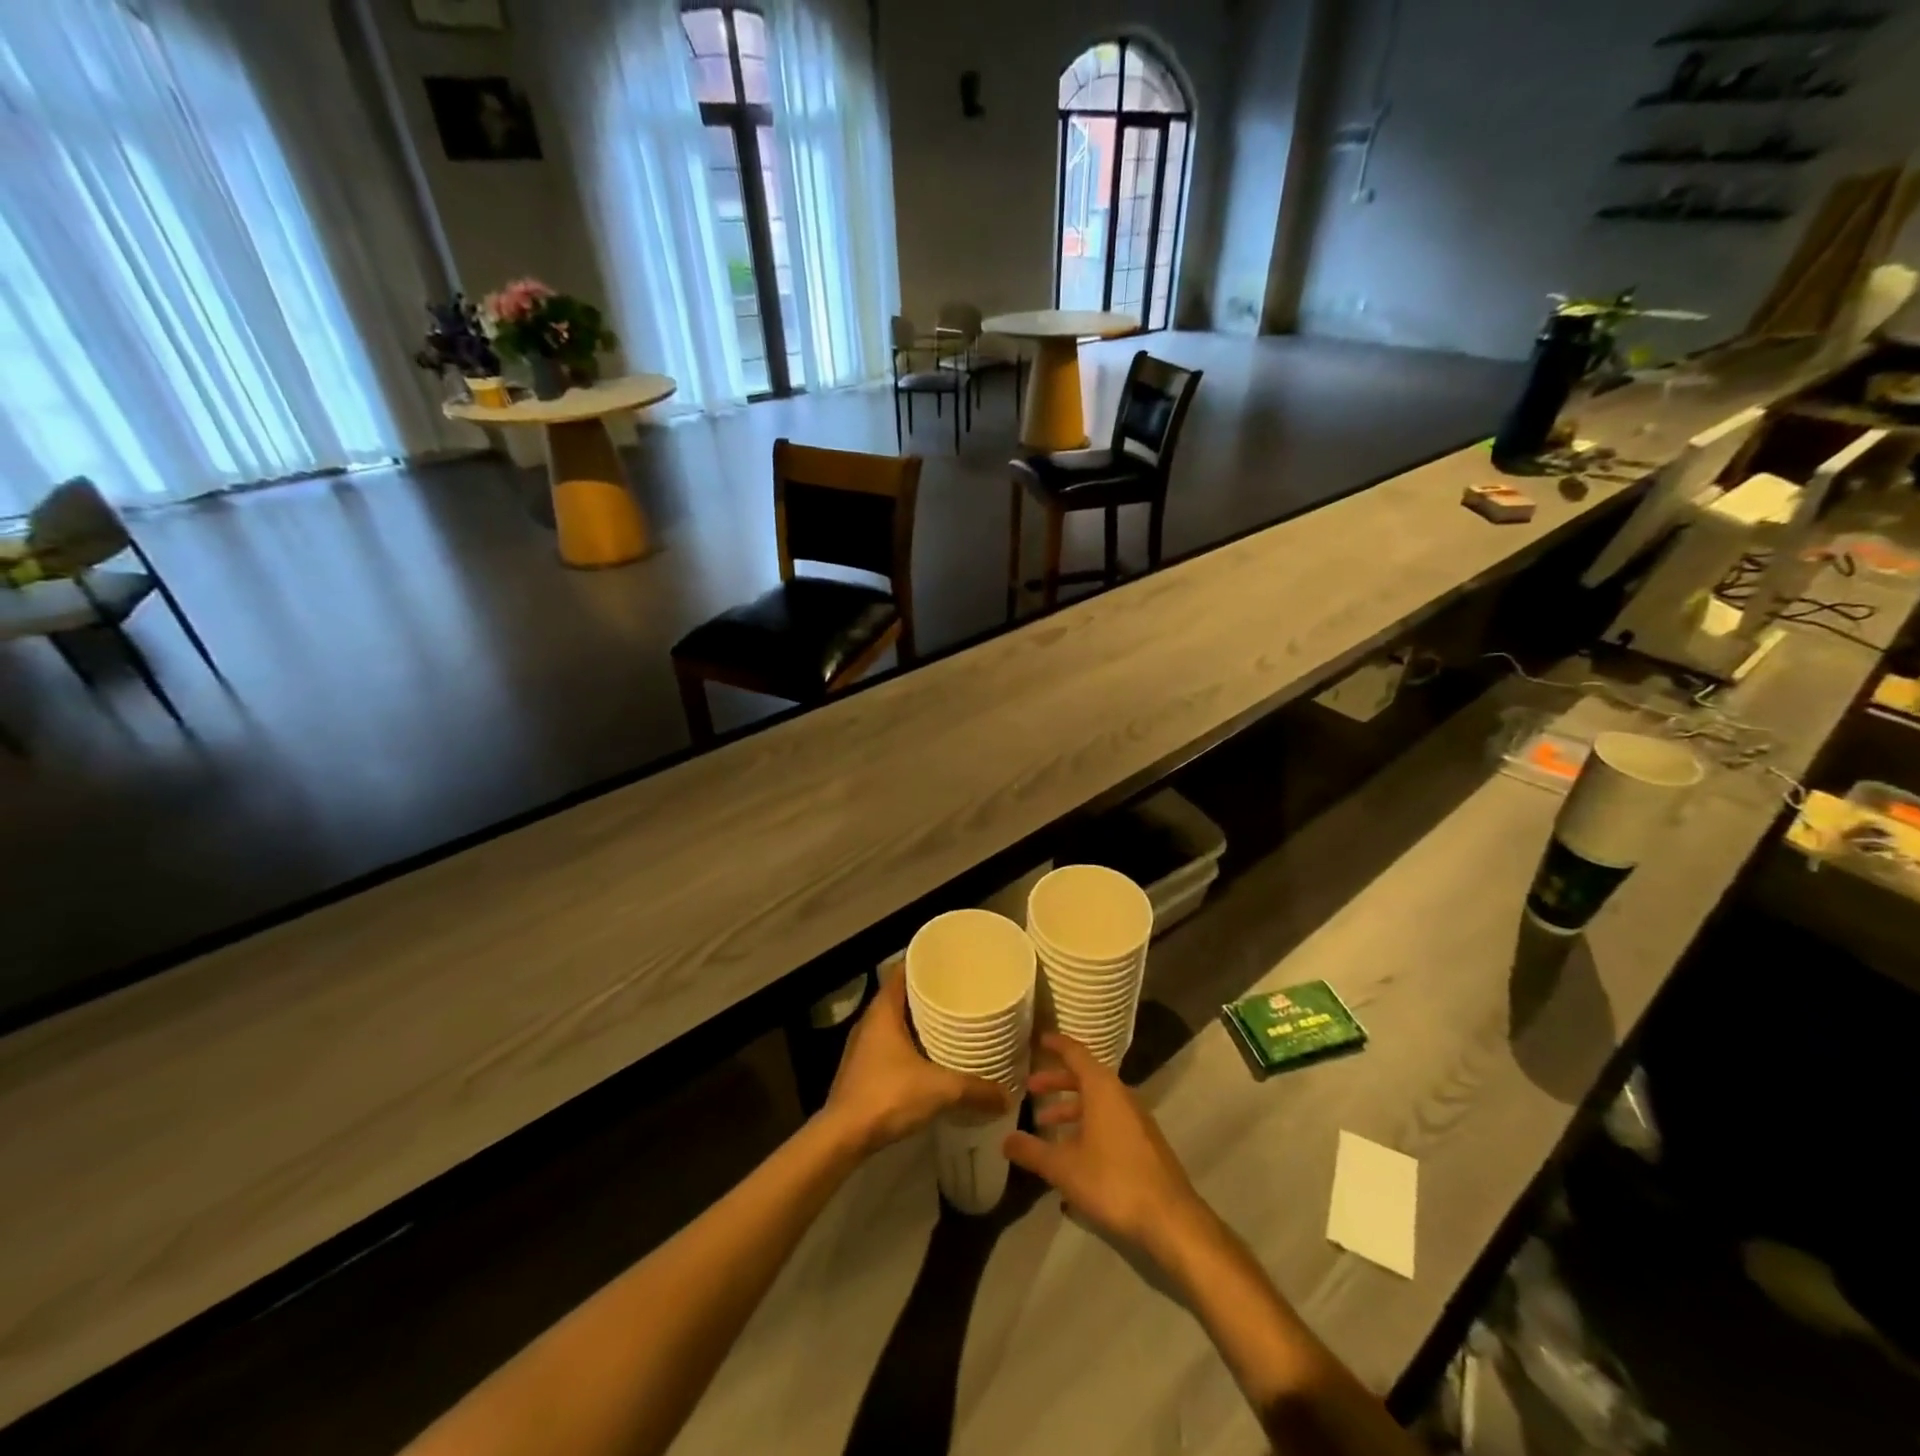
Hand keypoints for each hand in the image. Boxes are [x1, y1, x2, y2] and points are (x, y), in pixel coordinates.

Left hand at [821, 971, 1007, 1157]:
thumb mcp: (940, 1090)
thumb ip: (975, 1089)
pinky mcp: (862, 1069)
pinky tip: (931, 1057)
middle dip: (929, 994)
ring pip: (896, 1022)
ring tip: (951, 1023)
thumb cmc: (888, 1095)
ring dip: (919, 1022)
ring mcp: (863, 1046)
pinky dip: (911, 1044)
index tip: (949, 962)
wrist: (843, 1137)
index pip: (903, 971)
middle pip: (902, 996)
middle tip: (960, 993)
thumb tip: (1008, 1095)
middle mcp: (870, 1021)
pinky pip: (891, 1044)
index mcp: (883, 1010)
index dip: (925, 963)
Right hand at [1004, 1034, 1208, 1266]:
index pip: (1075, 1053)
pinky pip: (1109, 1120)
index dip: (1056, 1045)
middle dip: (1057, 1081)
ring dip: (1071, 1109)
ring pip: (1097, 1102)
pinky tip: (1073, 1154)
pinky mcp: (1144, 1142)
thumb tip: (1005, 1140)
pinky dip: (1087, 1125)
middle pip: (1085, 1077)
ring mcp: (1136, 1119)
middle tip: (1031, 1088)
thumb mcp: (1064, 1168)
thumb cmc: (1112, 1181)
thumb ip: (1032, 1151)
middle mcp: (1121, 1095)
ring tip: (1046, 1126)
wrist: (1170, 1218)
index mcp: (1102, 1089)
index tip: (1039, 1039)